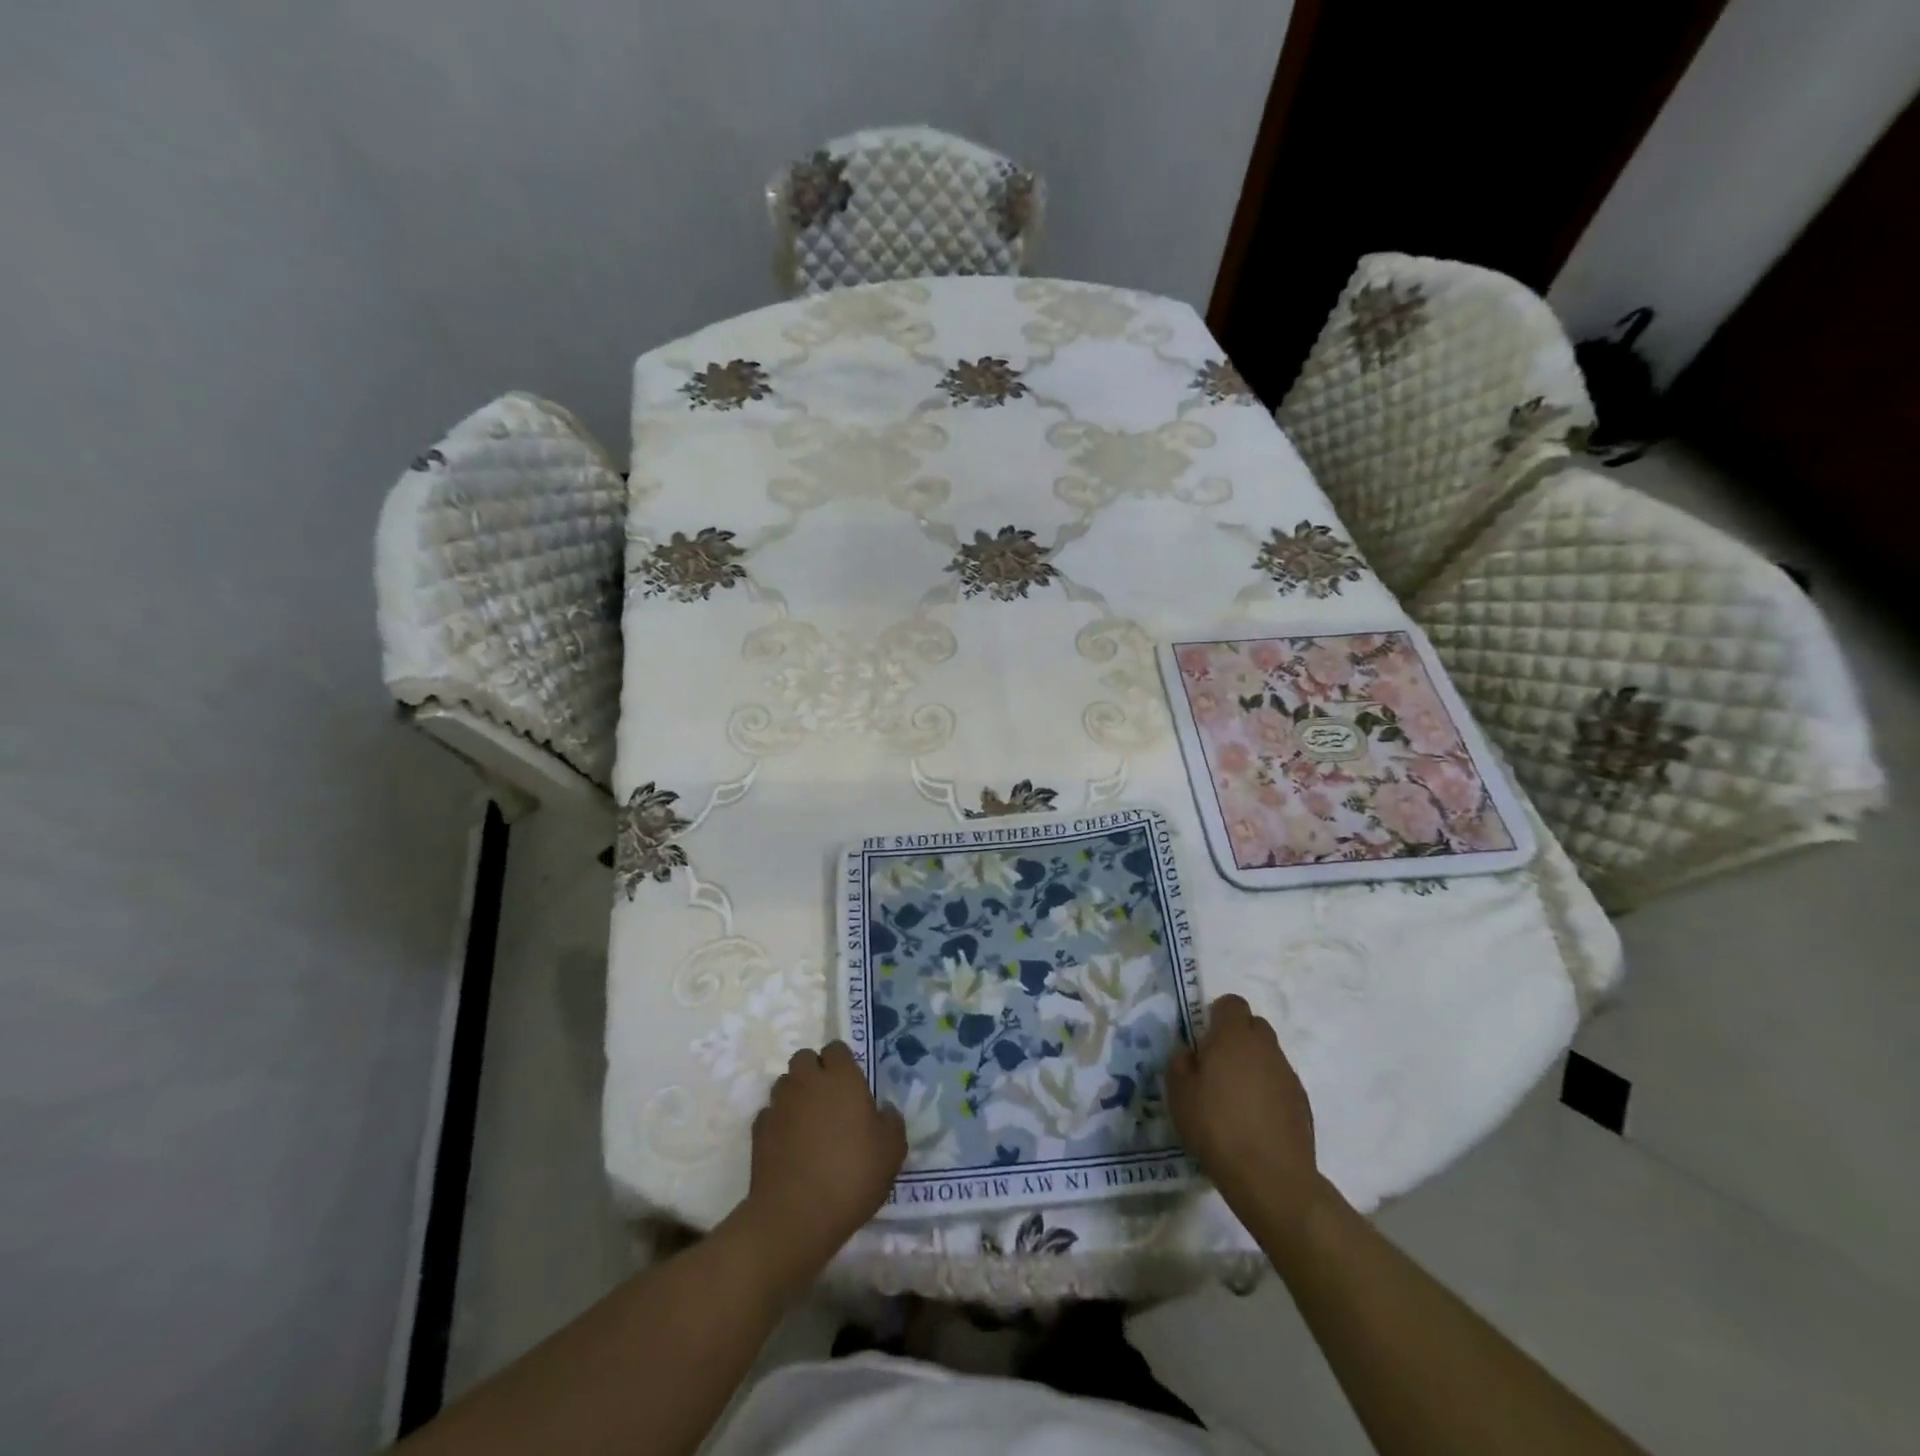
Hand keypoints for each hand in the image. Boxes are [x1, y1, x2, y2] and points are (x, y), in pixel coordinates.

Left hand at [734, 1043, 905, 1297]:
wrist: (795, 1215)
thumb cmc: (852, 1175)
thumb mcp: (892, 1151)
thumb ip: (891, 1122)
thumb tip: (883, 1111)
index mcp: (841, 1077)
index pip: (837, 1049)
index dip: (843, 1063)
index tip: (852, 1087)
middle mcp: (807, 1081)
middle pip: (805, 1059)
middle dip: (814, 1072)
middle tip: (829, 1101)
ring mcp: (779, 1104)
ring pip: (785, 1084)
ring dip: (795, 1095)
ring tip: (808, 1124)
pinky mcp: (758, 1130)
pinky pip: (770, 1114)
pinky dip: (778, 1123)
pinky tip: (789, 1146)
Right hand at [1169, 995, 1326, 1232]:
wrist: (1270, 1177)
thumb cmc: (1216, 1126)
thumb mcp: (1179, 1093)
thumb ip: (1180, 1062)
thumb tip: (1191, 1053)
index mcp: (1234, 1036)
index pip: (1231, 1003)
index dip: (1217, 1015)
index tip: (1204, 1038)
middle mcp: (1265, 1047)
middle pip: (1253, 1025)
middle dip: (1236, 1037)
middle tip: (1217, 1065)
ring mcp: (1288, 1074)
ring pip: (1268, 1054)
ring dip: (1252, 1064)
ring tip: (1235, 1097)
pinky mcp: (1302, 1102)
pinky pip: (1280, 1082)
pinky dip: (1267, 1090)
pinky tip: (1254, 1119)